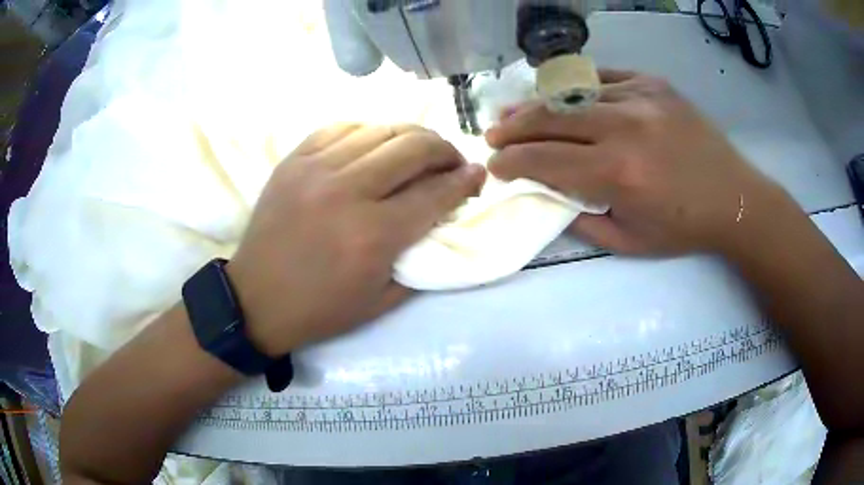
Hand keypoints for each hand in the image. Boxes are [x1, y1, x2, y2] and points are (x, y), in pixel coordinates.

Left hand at [227, 125, 485, 356]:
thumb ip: (421, 259)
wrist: (256, 299)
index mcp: (373, 235)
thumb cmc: (320, 308)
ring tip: (419, 150)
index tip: (478, 174)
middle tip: (452, 161)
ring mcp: (316, 169)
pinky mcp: (294, 160)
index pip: (435, 192)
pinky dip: (369, 131)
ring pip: (381, 130)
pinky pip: (342, 127)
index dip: (465, 180)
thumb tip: (445, 220)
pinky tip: (375, 144)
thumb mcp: (382, 301)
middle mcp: (347, 191)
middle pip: (413, 148)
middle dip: (445, 150)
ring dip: (411, 136)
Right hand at [486, 70, 786, 255]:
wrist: (735, 198)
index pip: (546, 160)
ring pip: (572, 94)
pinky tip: (563, 96)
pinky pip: (603, 79)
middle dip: (514, 128)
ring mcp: (640, 97)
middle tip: (493, 135)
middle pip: (551, 118)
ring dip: (538, 105)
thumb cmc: (684, 228)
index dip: (512, 162)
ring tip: (516, 112)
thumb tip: (547, 193)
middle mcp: (625, 127)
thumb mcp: (629, 242)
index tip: (493, 166)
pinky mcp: (653, 84)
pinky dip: (577, 88)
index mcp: (619, 173)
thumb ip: (581, 218)